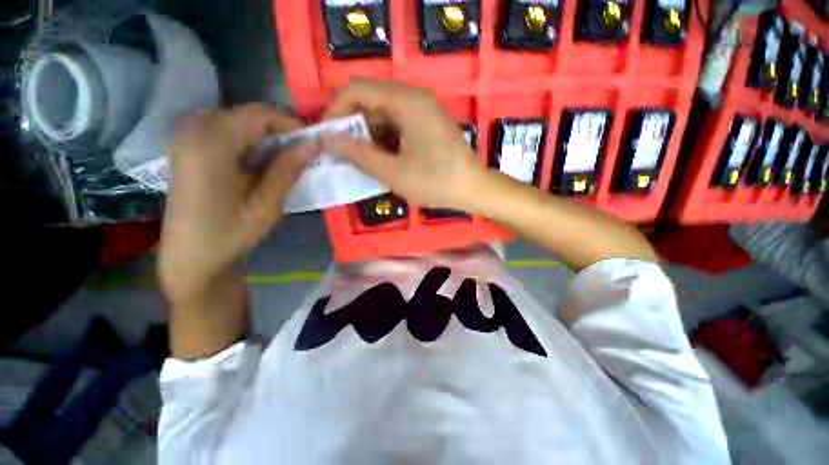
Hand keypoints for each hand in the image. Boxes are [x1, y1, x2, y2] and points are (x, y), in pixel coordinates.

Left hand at [159, 104, 315, 307]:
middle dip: (280, 129)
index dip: (291, 122)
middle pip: (248, 114)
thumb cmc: (229, 233)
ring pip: (239, 121)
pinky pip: (227, 131)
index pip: (259, 114)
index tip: (314, 140)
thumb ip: (288, 169)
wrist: (190, 256)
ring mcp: (188, 137)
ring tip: (288, 158)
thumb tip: (313, 143)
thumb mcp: (267, 204)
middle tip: (304, 151)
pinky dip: (251, 141)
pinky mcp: (189, 147)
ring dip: (267, 136)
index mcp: (211, 143)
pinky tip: (263, 162)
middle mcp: (195, 130)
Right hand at [322, 79, 485, 209]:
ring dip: (367, 137)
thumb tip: (327, 140)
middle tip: (341, 154)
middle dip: (351, 127)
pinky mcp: (425, 125)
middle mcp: (413, 98)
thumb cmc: (436, 182)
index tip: (326, 138)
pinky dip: (383, 141)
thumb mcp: (393, 172)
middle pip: (369, 101)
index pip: (356, 90)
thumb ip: (358, 154)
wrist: (473, 189)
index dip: (335, 112)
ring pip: (381, 116)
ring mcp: (421, 111)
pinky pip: (395, 126)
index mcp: (406, 101)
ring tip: (359, 161)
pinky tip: (380, 160)